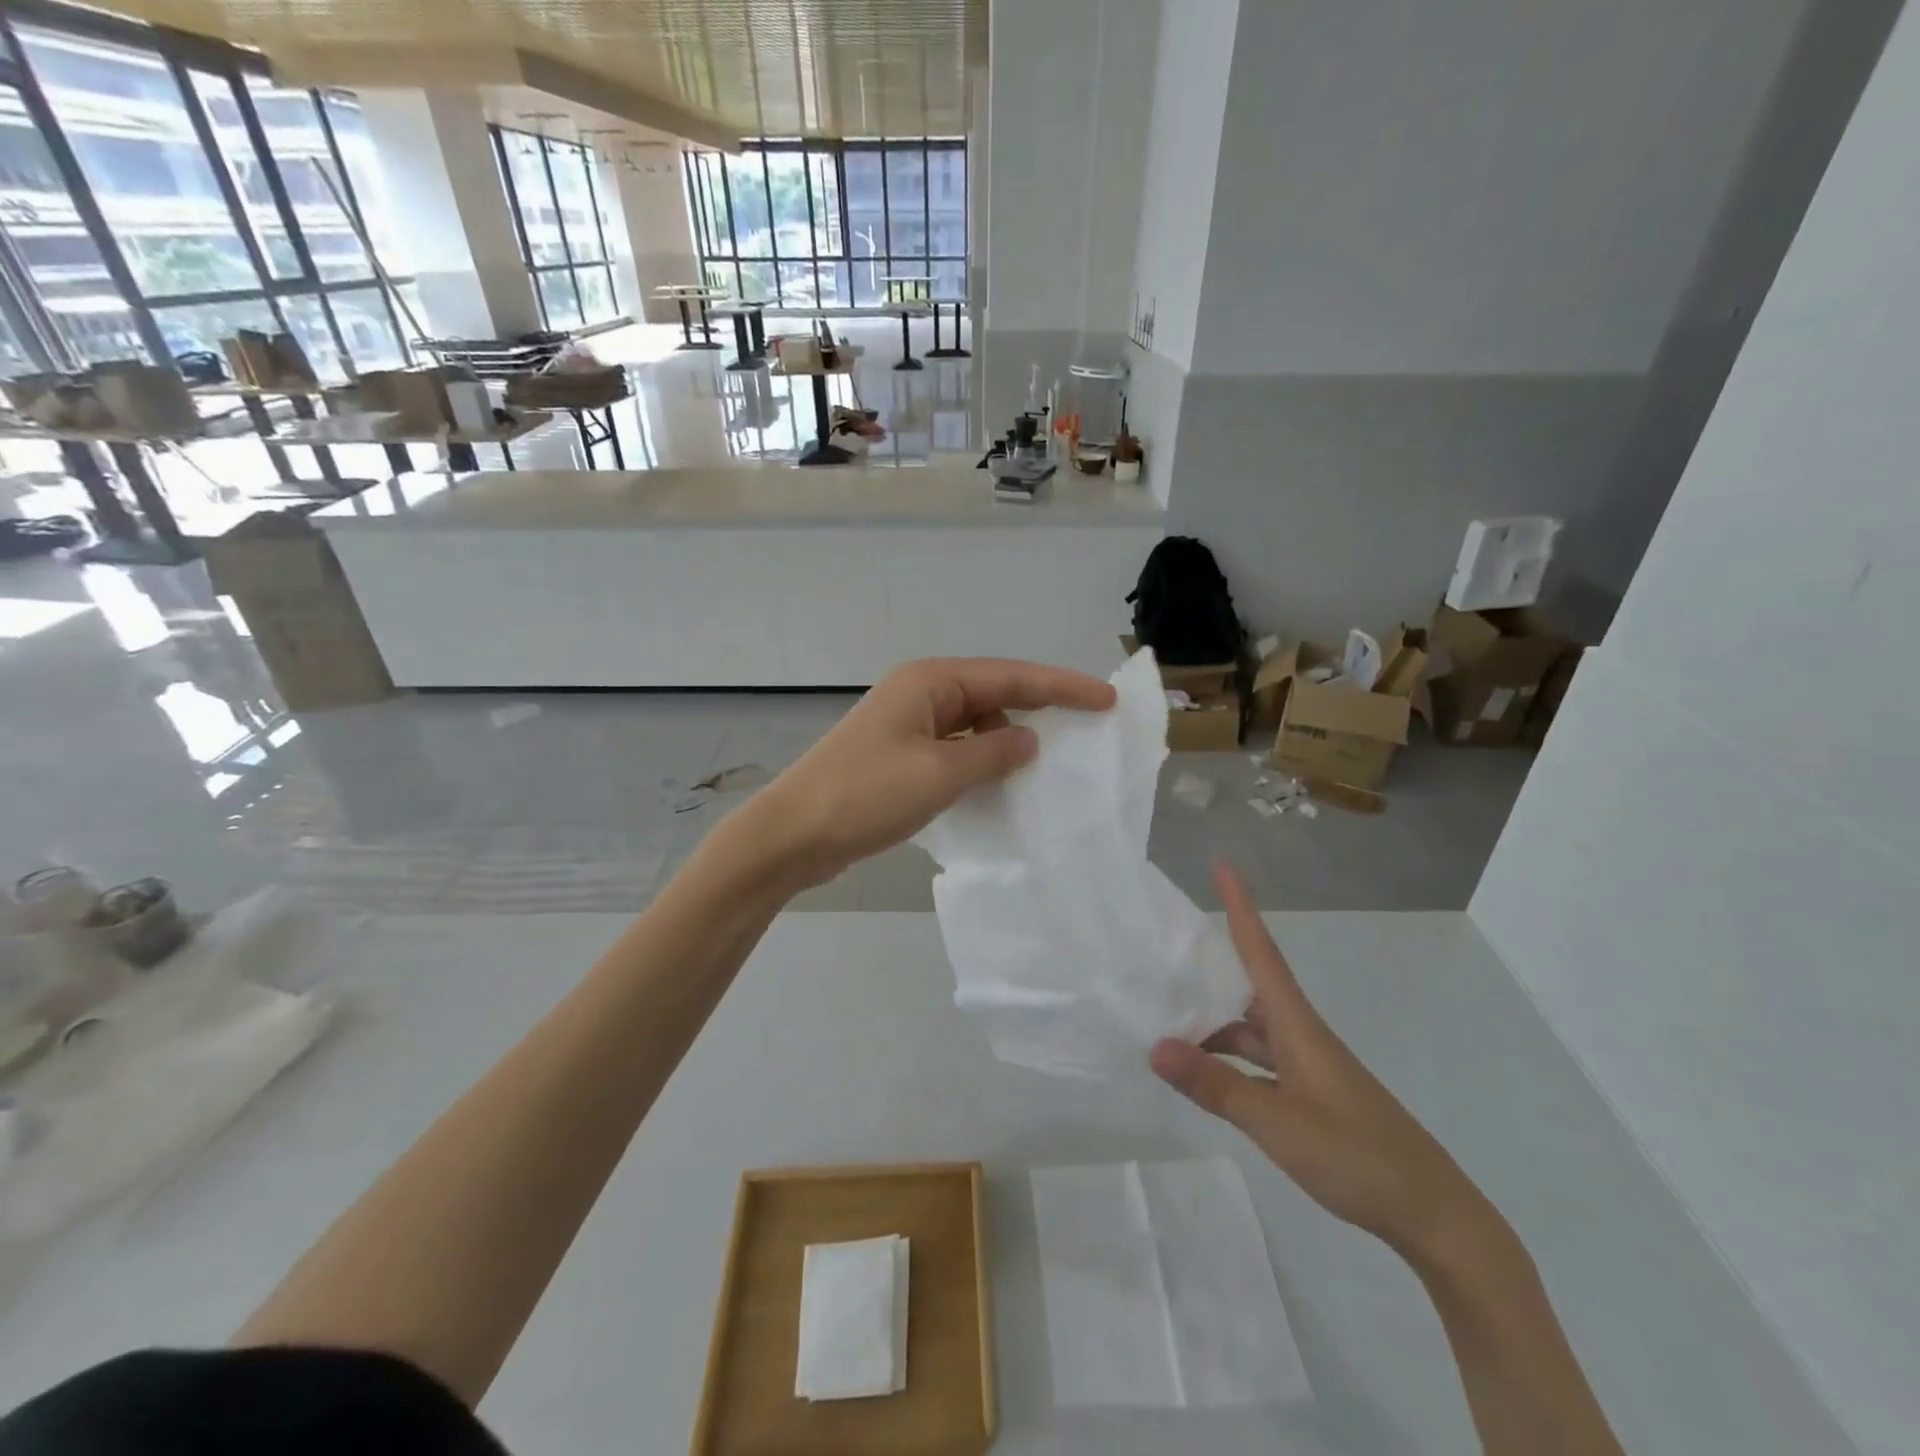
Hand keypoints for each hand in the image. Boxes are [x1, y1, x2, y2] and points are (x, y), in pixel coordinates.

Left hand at [746, 657, 1115, 888]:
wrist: (791, 834)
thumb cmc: (865, 795)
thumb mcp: (940, 774)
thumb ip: (993, 753)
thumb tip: (1029, 740)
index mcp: (931, 681)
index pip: (1012, 676)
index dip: (1062, 687)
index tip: (1106, 699)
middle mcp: (921, 692)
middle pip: (994, 693)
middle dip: (1038, 709)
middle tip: (1084, 730)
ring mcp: (907, 723)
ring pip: (975, 723)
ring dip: (1007, 741)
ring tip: (1045, 767)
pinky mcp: (899, 754)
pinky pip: (955, 748)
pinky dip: (980, 761)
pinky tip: (999, 783)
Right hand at [1151, 863, 1496, 1263]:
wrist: (1432, 1214)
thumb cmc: (1358, 1157)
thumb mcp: (1278, 1123)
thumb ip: (1215, 1085)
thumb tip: (1155, 1046)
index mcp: (1297, 1025)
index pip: (1261, 951)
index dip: (1240, 906)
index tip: (1221, 864)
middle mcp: (1298, 1034)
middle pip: (1247, 982)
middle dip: (1210, 957)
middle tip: (1165, 941)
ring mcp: (1303, 1065)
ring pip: (1247, 1026)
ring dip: (1210, 1017)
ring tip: (1162, 1012)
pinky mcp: (1306, 1093)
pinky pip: (1254, 1059)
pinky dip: (1224, 1057)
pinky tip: (1198, 1071)